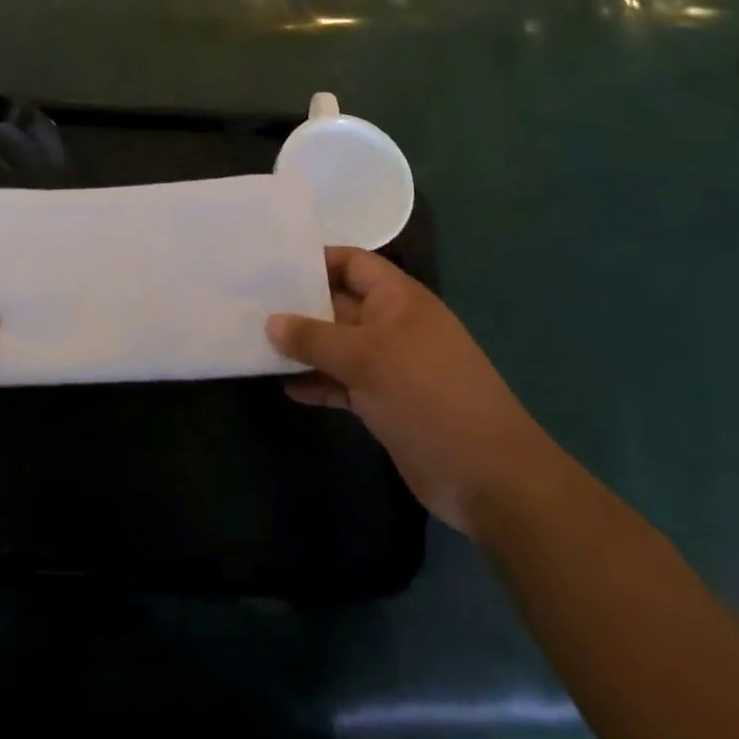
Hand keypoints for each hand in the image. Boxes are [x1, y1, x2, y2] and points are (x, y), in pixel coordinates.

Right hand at [267, 248, 556, 537]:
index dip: (315, 260)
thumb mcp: (367, 359)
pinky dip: (318, 382)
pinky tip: (286, 388)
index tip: (272, 265)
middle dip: (299, 305)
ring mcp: (390, 365)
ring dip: (304, 347)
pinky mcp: (385, 402)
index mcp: (398, 299)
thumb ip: (315, 338)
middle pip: (338, 303)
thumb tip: (270, 322)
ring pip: (337, 345)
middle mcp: (392, 325)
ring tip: (256, 344)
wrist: (489, 478)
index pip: (352, 262)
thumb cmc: (429, 397)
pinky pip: (343, 382)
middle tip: (249, 303)